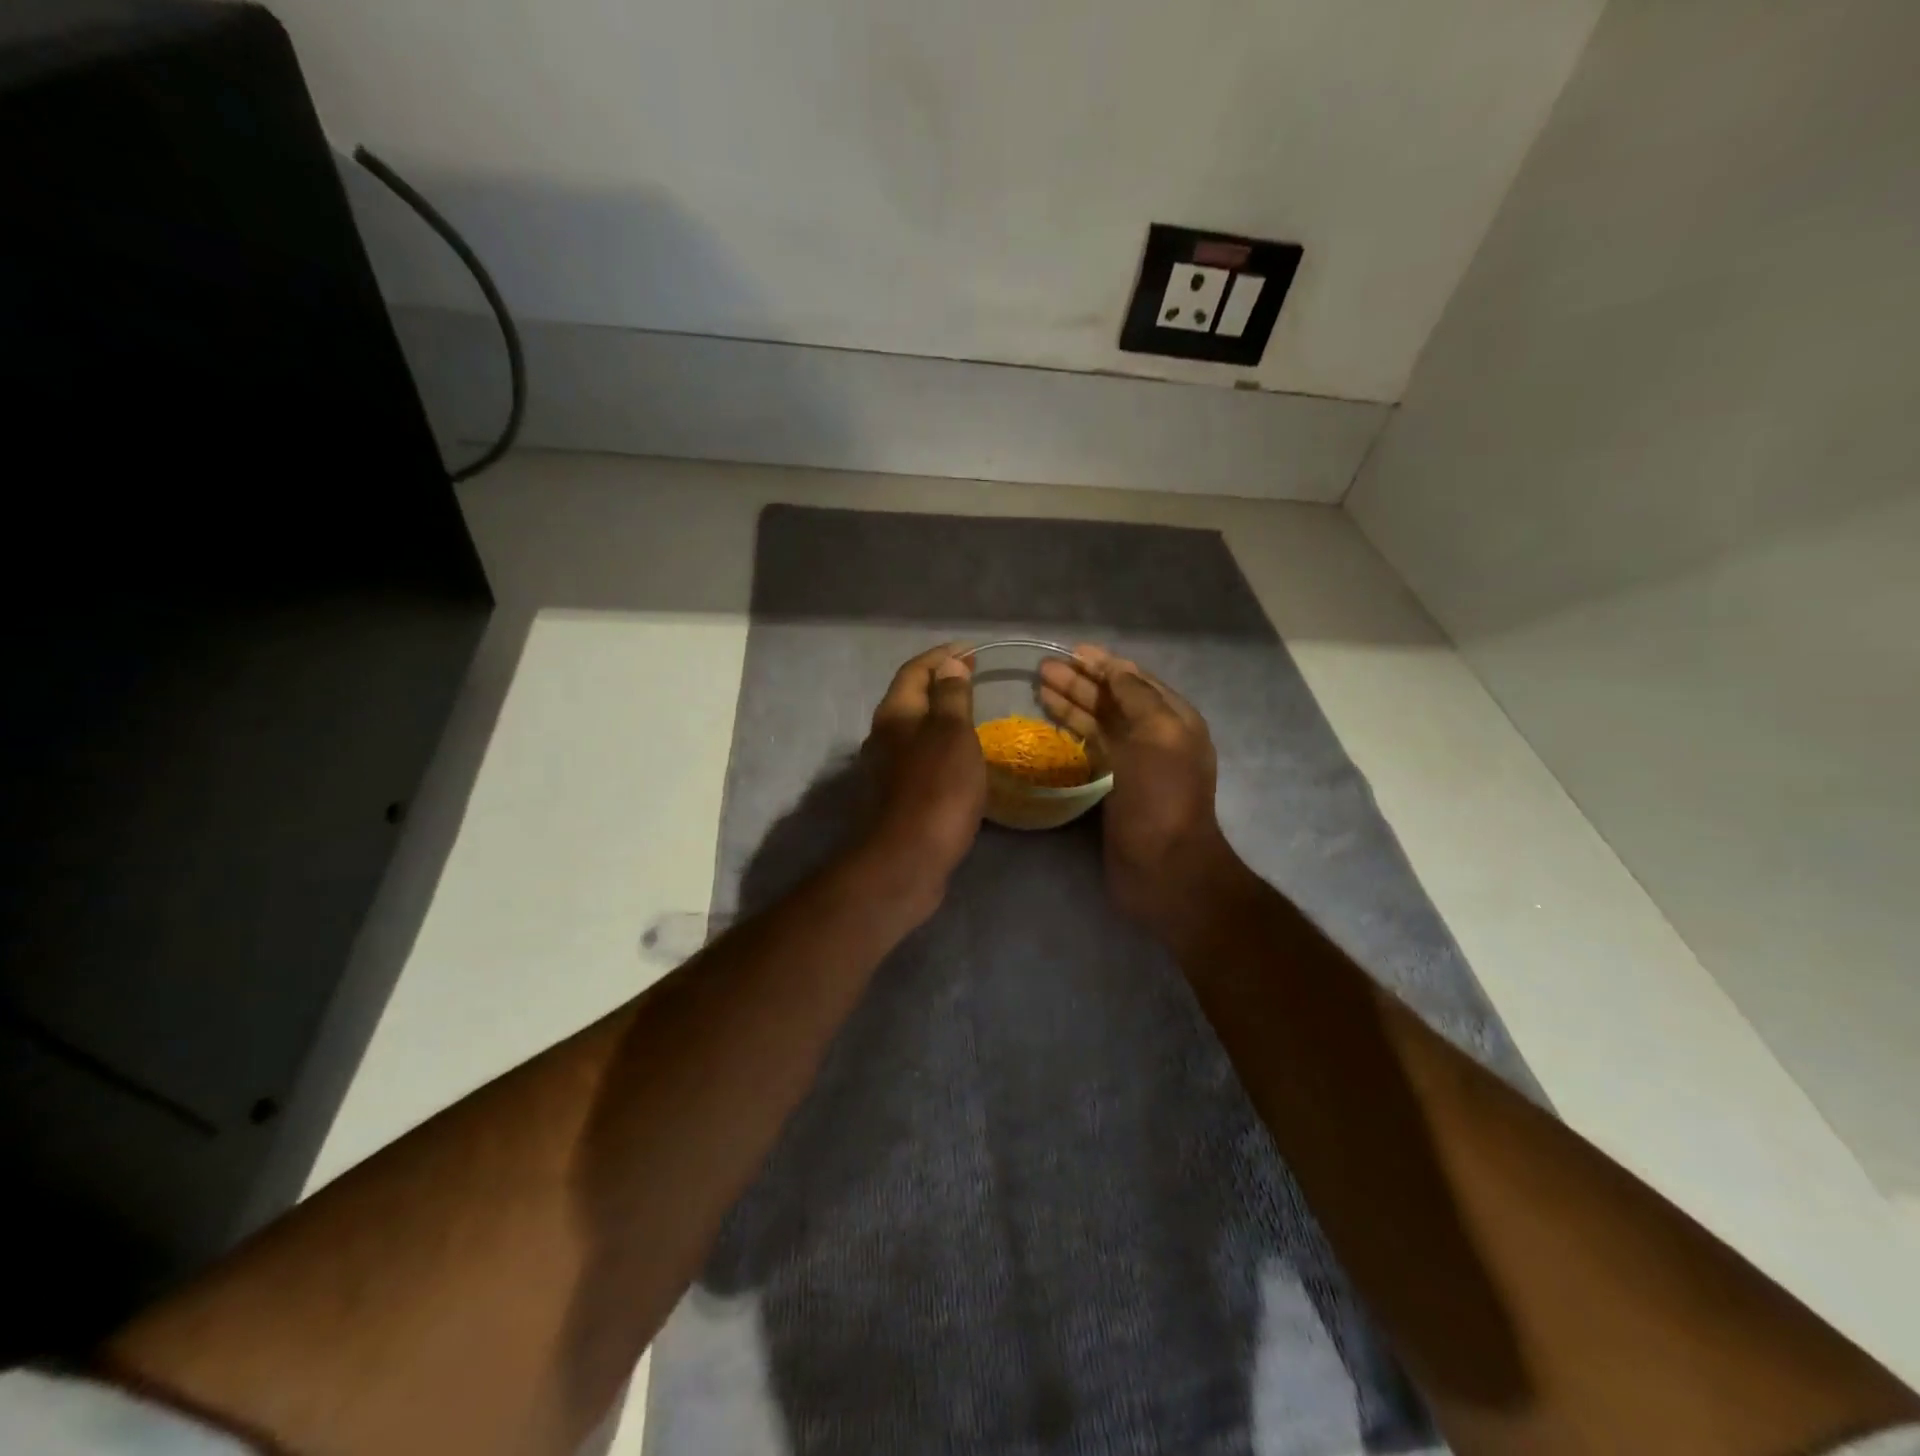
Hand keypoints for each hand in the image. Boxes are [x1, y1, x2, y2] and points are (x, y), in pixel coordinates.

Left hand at [858, 644, 987, 898]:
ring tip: (971, 715)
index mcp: (894, 714)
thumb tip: (949, 664)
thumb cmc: (936, 789)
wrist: (907, 859)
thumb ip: (951, 697)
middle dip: (939, 685)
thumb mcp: (952, 734)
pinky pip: (919, 758)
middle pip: (910, 699)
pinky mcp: (896, 797)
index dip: (941, 656)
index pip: (915, 671)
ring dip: (939, 717)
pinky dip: (940, 747)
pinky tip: (960, 759)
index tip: (971, 651)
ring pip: (914, 731)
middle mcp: (883, 736)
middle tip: (972, 680)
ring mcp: (886, 769)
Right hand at [1038, 645, 1239, 940]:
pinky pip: (1092, 747)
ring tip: (1040, 686)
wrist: (1163, 867)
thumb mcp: (1158, 736)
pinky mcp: (1114, 785)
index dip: (1105, 664)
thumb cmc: (1163, 797)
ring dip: (1073, 702)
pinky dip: (1073, 730)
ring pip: (1100, 721)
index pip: (1135, 680)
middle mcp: (1156, 736)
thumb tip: (1116, 668)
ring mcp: (1134, 762)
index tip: (1072, 651)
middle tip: (1044, 669)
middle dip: (1081, 681)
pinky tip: (1051, 721)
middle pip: (1114, 699)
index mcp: (1174, 720)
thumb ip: (1137, 697)